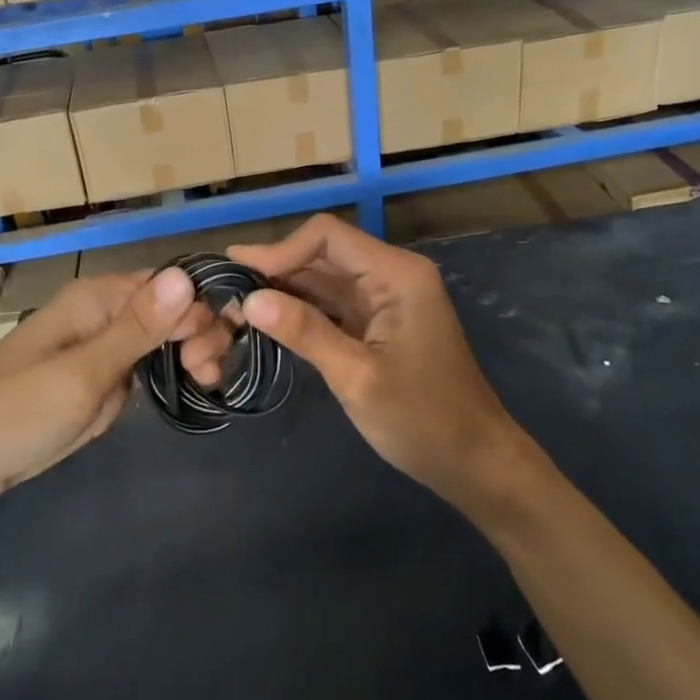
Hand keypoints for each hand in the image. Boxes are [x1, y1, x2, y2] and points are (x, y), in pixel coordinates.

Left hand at [0, 268, 230, 511]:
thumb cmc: (12, 414)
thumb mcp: (81, 375)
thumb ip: (137, 329)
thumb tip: (187, 277)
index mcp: (96, 298)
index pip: (171, 286)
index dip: (201, 313)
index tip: (211, 358)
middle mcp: (101, 313)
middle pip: (171, 309)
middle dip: (198, 336)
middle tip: (206, 379)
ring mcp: (97, 347)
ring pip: (162, 337)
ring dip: (188, 355)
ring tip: (203, 386)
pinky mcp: (94, 378)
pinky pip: (143, 365)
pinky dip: (167, 374)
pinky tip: (187, 389)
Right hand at [229, 215, 523, 505]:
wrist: (474, 462)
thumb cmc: (423, 421)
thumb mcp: (358, 379)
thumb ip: (305, 333)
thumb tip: (250, 300)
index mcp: (397, 274)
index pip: (327, 236)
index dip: (280, 250)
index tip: (238, 276)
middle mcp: (391, 275)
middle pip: (323, 253)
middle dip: (276, 268)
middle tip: (224, 288)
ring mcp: (386, 299)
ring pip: (324, 278)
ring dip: (284, 289)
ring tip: (235, 302)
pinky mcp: (378, 323)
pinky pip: (333, 303)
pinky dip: (302, 309)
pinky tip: (268, 320)